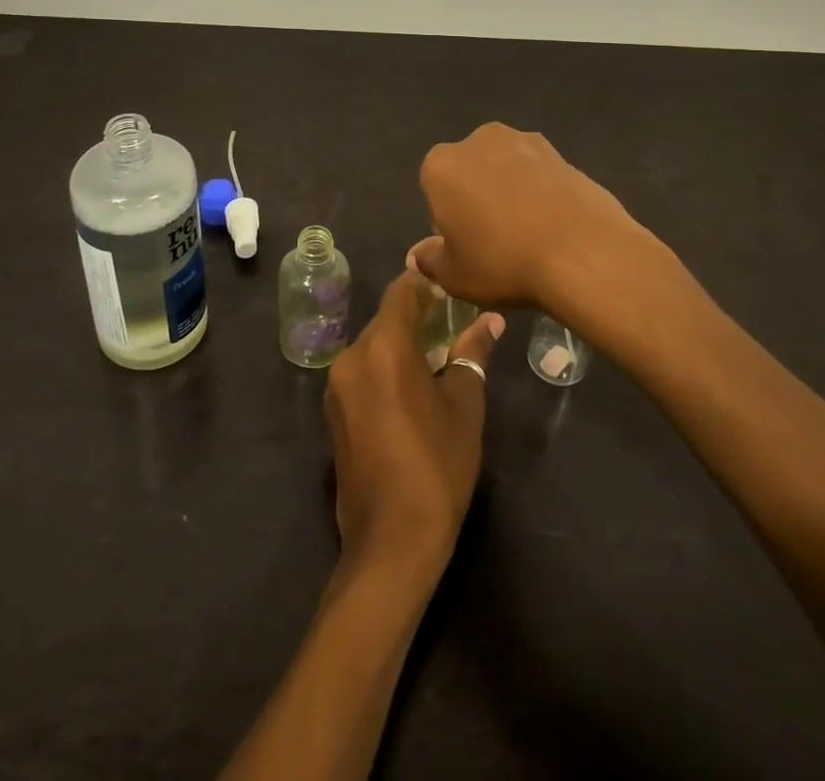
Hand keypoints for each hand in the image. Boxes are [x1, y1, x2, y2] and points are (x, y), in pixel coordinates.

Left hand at [325, 270, 506, 580]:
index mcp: (383, 346)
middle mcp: (352, 356)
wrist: (391, 540)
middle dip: (415, 316)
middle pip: (385, 320)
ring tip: (436, 352)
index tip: (449, 285)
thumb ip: (472, 353)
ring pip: (372, 347)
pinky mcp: (334, 413)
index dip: (425, 284)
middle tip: (451, 319)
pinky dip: (385, 368)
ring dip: (400, 343)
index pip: (401, 293)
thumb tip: (490, 321)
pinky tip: (411, 386)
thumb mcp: (464, 404)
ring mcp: (337, 386)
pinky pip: (362, 372)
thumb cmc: (437, 464)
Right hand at [409, 123, 644, 316]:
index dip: (447, 221)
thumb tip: (422, 253)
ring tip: (528, 233)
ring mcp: (523, 140)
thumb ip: (430, 260)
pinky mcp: (560, 151)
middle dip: (476, 197)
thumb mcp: (453, 276)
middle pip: (468, 172)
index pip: (434, 191)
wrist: (583, 252)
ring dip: (509, 191)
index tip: (466, 247)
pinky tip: (553, 225)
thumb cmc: (503, 262)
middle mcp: (477, 140)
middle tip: (495, 241)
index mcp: (441, 165)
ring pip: (503, 169)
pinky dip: (539, 192)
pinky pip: (537, 174)